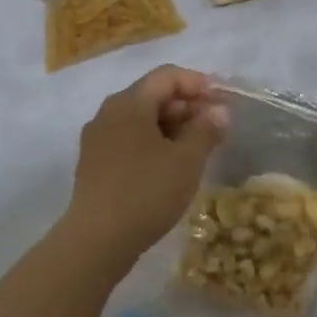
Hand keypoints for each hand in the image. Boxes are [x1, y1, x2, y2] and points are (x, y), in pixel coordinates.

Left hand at [64, 65, 226, 259]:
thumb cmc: (147, 191)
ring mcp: (97, 139)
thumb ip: (206, 130)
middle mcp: (108, 112)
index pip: (167, 76)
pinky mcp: (94, 164)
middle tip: (215, 129)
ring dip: (172, 128)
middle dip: (187, 107)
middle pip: (152, 95)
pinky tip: (170, 168)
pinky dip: (153, 145)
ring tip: (197, 150)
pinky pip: (129, 141)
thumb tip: (218, 112)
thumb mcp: (187, 160)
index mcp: (129, 102)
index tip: (222, 104)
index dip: (198, 84)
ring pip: (140, 120)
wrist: (97, 239)